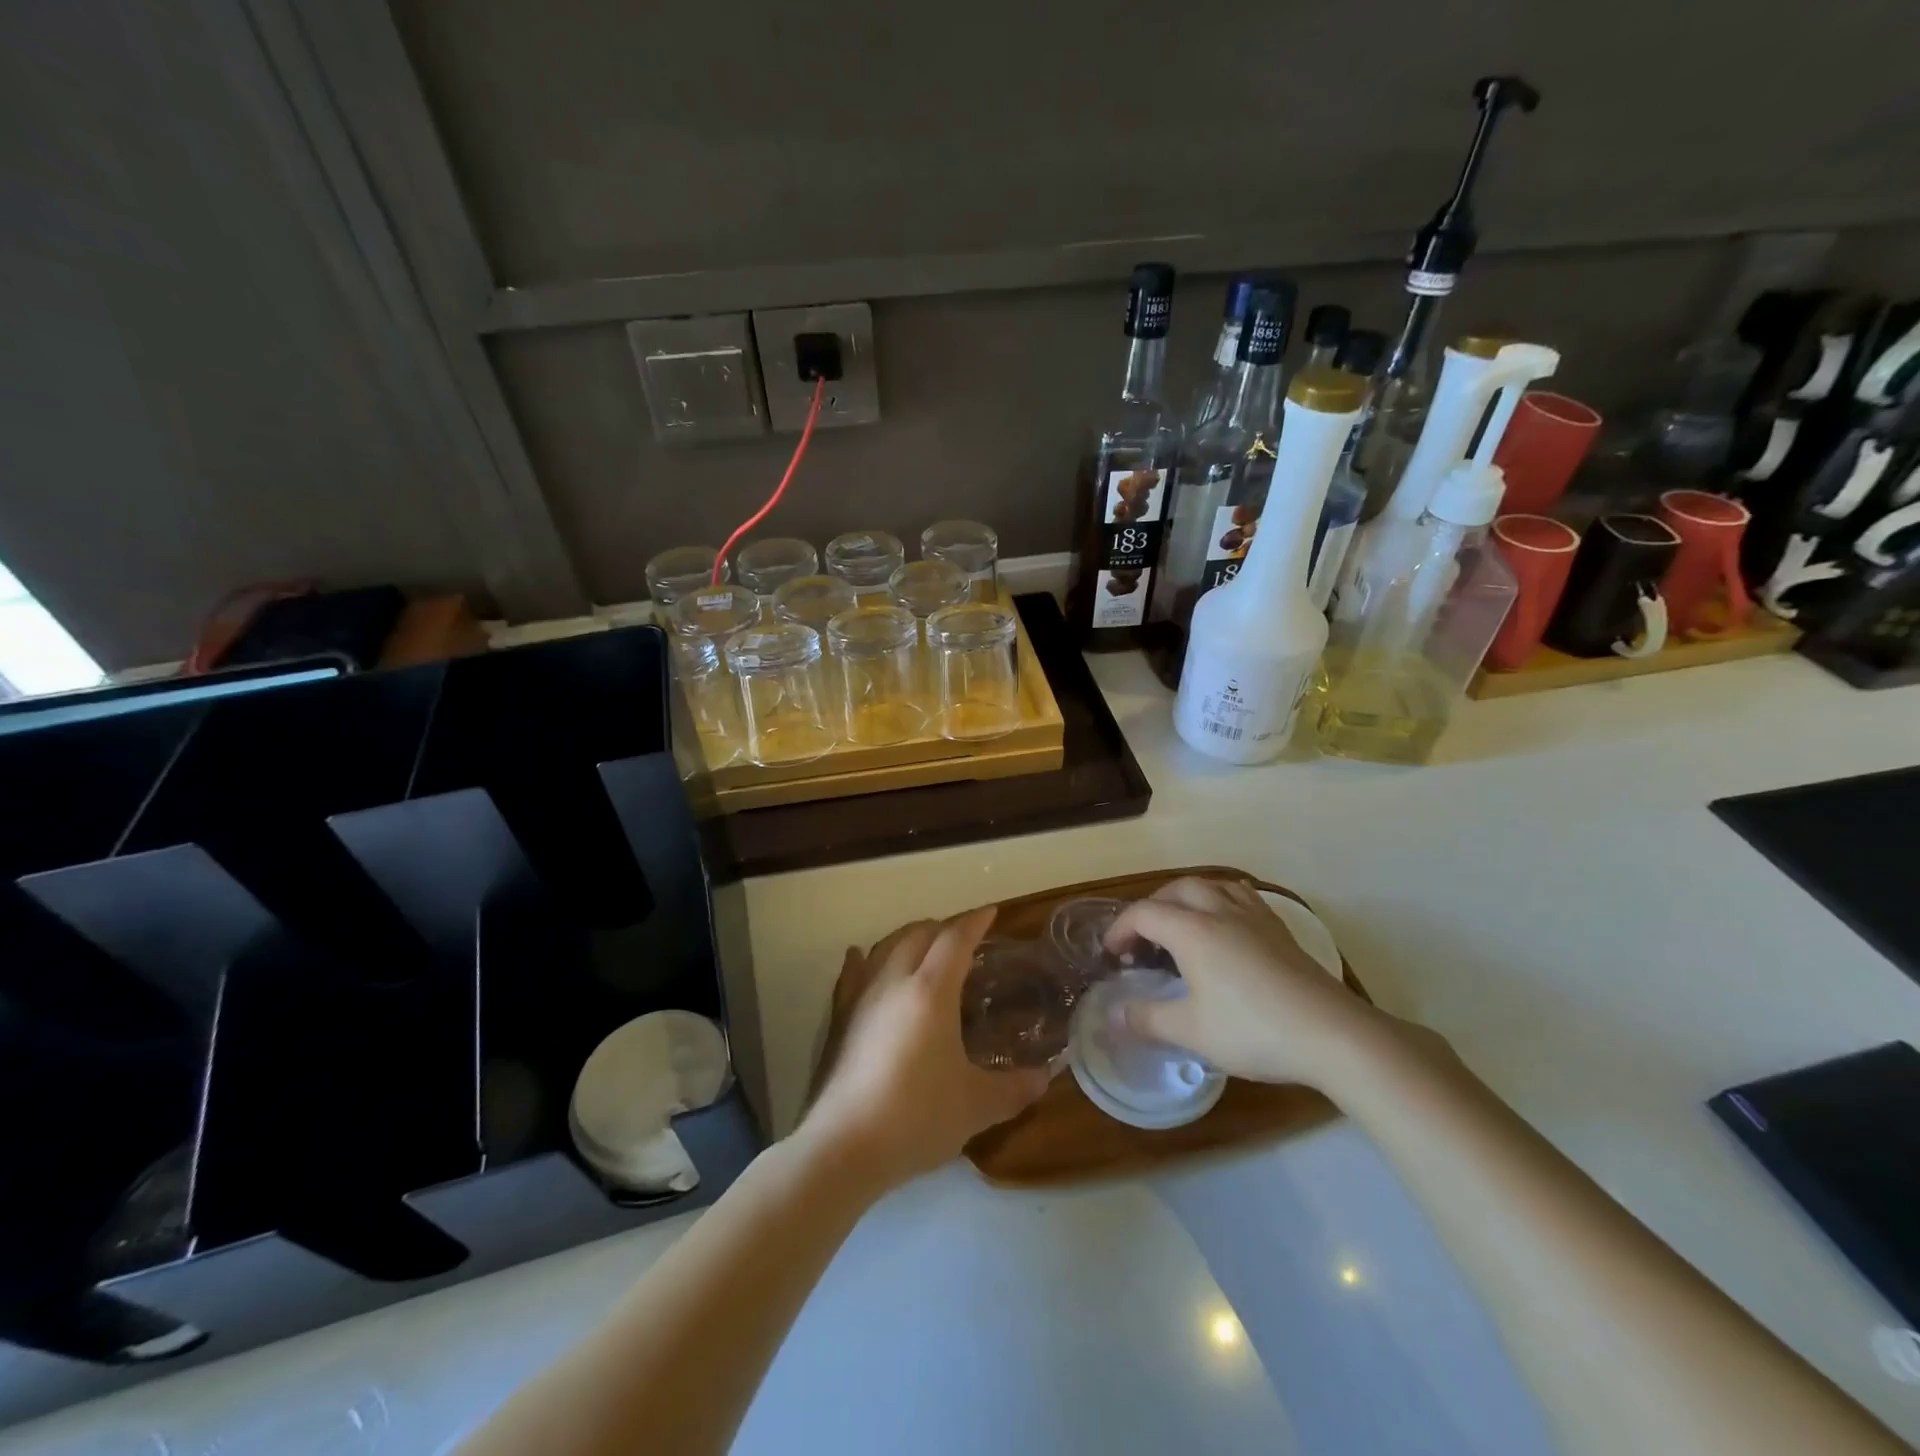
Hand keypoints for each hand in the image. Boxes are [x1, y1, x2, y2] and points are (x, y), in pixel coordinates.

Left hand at [800, 909, 1046, 1192]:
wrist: (846, 1146)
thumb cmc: (917, 1117)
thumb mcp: (976, 1105)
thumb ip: (1015, 1088)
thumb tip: (1045, 1077)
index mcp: (931, 990)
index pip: (955, 939)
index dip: (975, 921)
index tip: (991, 912)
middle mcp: (894, 980)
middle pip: (919, 933)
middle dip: (944, 927)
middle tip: (965, 939)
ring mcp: (862, 996)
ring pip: (886, 945)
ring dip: (909, 937)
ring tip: (925, 947)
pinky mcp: (841, 1017)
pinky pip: (852, 972)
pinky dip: (864, 958)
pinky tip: (860, 956)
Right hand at [1104, 877, 1406, 1087]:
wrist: (1332, 1034)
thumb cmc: (1253, 1030)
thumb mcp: (1191, 1032)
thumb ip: (1147, 1019)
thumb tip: (1113, 1015)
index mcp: (1192, 930)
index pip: (1144, 914)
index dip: (1120, 929)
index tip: (1110, 954)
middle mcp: (1220, 912)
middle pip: (1178, 890)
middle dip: (1152, 906)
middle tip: (1143, 937)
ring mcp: (1255, 918)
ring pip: (1213, 886)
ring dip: (1188, 898)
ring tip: (1182, 923)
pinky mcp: (1280, 931)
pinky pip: (1243, 897)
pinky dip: (1221, 901)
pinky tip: (1227, 927)